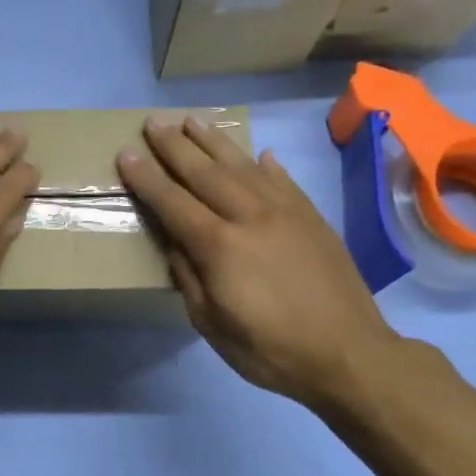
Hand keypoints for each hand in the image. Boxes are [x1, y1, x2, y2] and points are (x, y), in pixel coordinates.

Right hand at [116, 116, 397, 409]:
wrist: (349, 355)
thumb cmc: (269, 349)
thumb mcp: (210, 323)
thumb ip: (188, 276)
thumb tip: (173, 240)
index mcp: (219, 246)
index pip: (173, 202)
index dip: (147, 178)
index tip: (126, 153)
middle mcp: (250, 217)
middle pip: (205, 173)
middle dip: (174, 146)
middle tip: (153, 122)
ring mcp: (286, 213)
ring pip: (243, 166)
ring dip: (215, 142)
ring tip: (193, 120)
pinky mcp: (313, 219)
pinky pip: (284, 182)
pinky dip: (267, 165)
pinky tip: (258, 154)